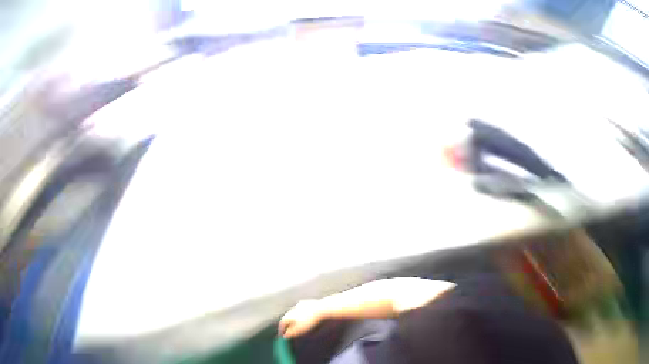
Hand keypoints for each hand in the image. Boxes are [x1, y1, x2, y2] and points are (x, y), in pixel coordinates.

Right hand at [278, 299, 323, 337]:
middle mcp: (295, 306)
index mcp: (291, 313)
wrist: (321, 308)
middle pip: (288, 315)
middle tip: (287, 330)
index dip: (281, 328)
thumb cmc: (310, 320)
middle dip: (287, 323)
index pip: (283, 321)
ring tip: (295, 324)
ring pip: (294, 311)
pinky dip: (299, 314)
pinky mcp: (307, 302)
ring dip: (293, 318)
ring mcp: (301, 303)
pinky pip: (300, 308)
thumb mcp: (300, 329)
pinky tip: (303, 317)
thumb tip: (285, 335)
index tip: (282, 335)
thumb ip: (291, 332)